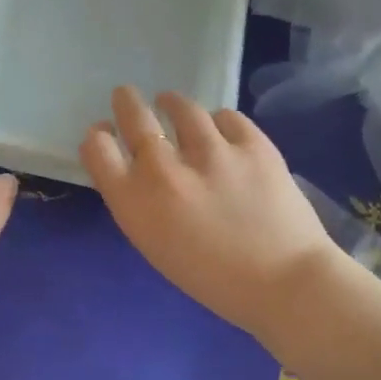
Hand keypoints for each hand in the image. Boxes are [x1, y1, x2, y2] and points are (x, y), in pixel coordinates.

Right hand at [80, 87, 340, 341]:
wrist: (283, 283)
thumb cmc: (213, 281)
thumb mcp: (157, 246)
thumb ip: (141, 205)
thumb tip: (138, 172)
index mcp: (135, 203)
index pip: (97, 149)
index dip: (98, 137)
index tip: (105, 134)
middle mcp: (164, 169)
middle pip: (133, 116)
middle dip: (127, 102)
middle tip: (126, 96)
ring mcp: (210, 151)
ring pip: (181, 107)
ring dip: (172, 104)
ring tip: (171, 104)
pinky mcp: (251, 142)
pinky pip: (226, 116)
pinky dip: (218, 122)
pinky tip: (221, 131)